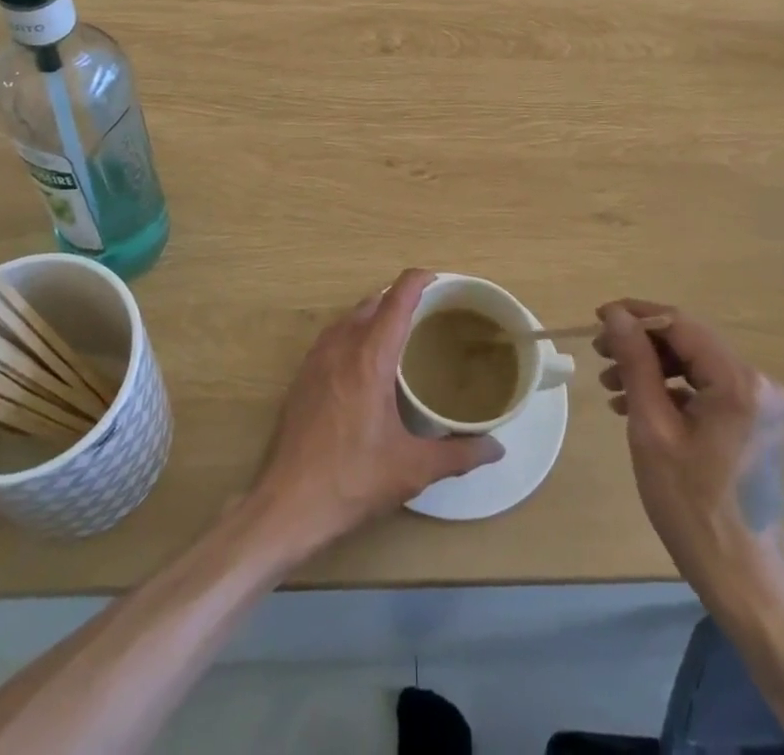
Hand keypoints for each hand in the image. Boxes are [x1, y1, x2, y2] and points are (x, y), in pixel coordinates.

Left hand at [252, 268, 502, 553]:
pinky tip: (364, 362)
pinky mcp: (302, 376)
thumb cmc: (353, 480)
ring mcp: (316, 359)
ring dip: (374, 314)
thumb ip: (459, 454)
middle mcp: (341, 346)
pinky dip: (353, 333)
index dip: (418, 281)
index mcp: (370, 356)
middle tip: (428, 313)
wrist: (286, 504)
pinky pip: (333, 337)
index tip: (439, 280)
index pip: (397, 299)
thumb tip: (497, 449)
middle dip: (400, 298)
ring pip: (349, 317)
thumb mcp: (413, 469)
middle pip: (373, 302)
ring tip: (399, 333)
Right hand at [596, 300, 783, 598]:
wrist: (741, 578)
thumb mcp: (652, 428)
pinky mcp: (753, 422)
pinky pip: (705, 388)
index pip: (679, 324)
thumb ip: (635, 363)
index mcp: (738, 382)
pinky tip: (635, 405)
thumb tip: (616, 315)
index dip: (635, 316)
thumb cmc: (691, 505)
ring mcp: (759, 404)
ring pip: (693, 363)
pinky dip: (669, 390)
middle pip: (687, 341)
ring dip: (650, 367)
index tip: (597, 319)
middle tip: (599, 354)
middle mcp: (757, 383)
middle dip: (640, 344)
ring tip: (610, 384)